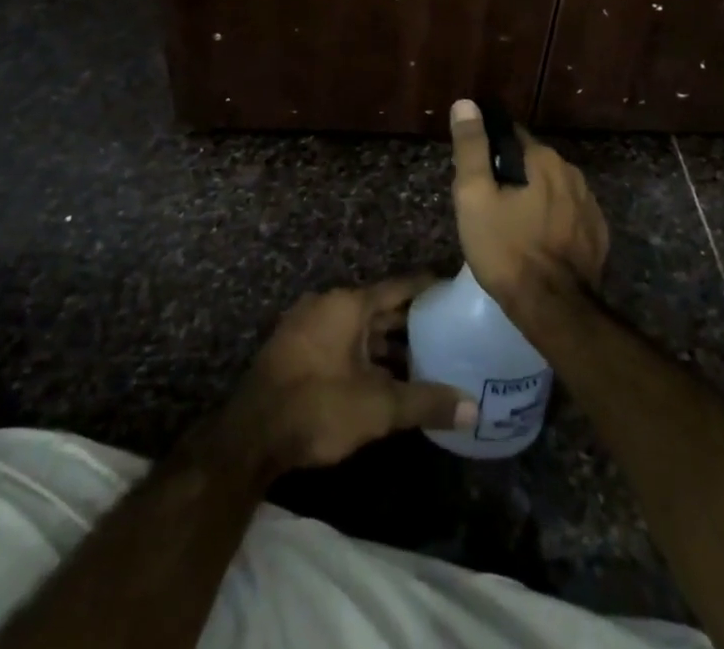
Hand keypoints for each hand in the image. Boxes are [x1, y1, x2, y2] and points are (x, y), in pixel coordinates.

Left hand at [228, 279, 475, 472]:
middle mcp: (328, 304)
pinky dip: (363, 353)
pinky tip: (382, 376)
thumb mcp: (378, 408)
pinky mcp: (294, 349)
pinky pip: (339, 340)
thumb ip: (426, 402)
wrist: (250, 436)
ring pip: (358, 327)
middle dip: (410, 321)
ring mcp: (307, 325)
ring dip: (385, 342)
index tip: (453, 290)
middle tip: (446, 330)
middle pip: (378, 307)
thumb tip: (473, 408)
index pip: (399, 286)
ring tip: (421, 358)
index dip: (427, 288)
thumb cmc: (318, 407)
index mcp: (348, 304)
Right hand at [449, 99, 608, 312]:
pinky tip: (540, 242)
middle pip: (533, 162)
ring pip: (553, 188)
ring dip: (535, 197)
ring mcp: (590, 203)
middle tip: (490, 206)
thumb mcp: (474, 197)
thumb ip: (471, 147)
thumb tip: (466, 103)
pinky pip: (569, 213)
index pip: (511, 135)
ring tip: (513, 226)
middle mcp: (572, 172)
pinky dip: (554, 219)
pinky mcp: (597, 233)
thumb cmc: (506, 249)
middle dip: (513, 176)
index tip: (476, 174)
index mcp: (543, 158)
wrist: (553, 307)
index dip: (490, 151)